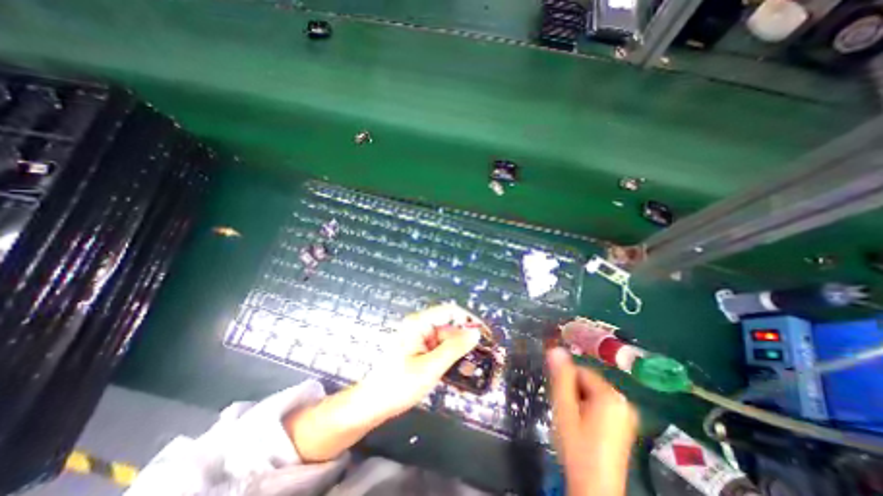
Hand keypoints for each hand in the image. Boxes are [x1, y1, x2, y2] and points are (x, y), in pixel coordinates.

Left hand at [286, 304, 481, 463]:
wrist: (372, 405)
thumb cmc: (398, 384)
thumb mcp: (430, 367)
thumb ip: (454, 348)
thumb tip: (475, 333)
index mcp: (419, 323)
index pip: (450, 311)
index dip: (468, 320)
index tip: (484, 334)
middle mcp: (420, 327)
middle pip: (449, 327)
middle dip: (465, 342)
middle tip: (482, 359)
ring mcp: (419, 340)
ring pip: (446, 341)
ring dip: (459, 354)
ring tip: (471, 371)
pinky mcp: (419, 351)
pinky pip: (439, 351)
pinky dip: (450, 360)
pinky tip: (458, 374)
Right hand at [546, 349, 633, 495]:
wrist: (594, 488)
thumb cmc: (576, 446)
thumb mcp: (564, 408)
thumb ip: (560, 377)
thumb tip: (555, 348)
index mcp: (610, 395)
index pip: (580, 370)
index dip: (565, 381)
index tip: (559, 397)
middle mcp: (622, 400)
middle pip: (587, 380)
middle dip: (572, 390)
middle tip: (565, 409)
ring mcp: (625, 413)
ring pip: (592, 391)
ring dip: (578, 398)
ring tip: (572, 418)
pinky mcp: (623, 423)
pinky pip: (600, 402)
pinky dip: (588, 407)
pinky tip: (582, 424)